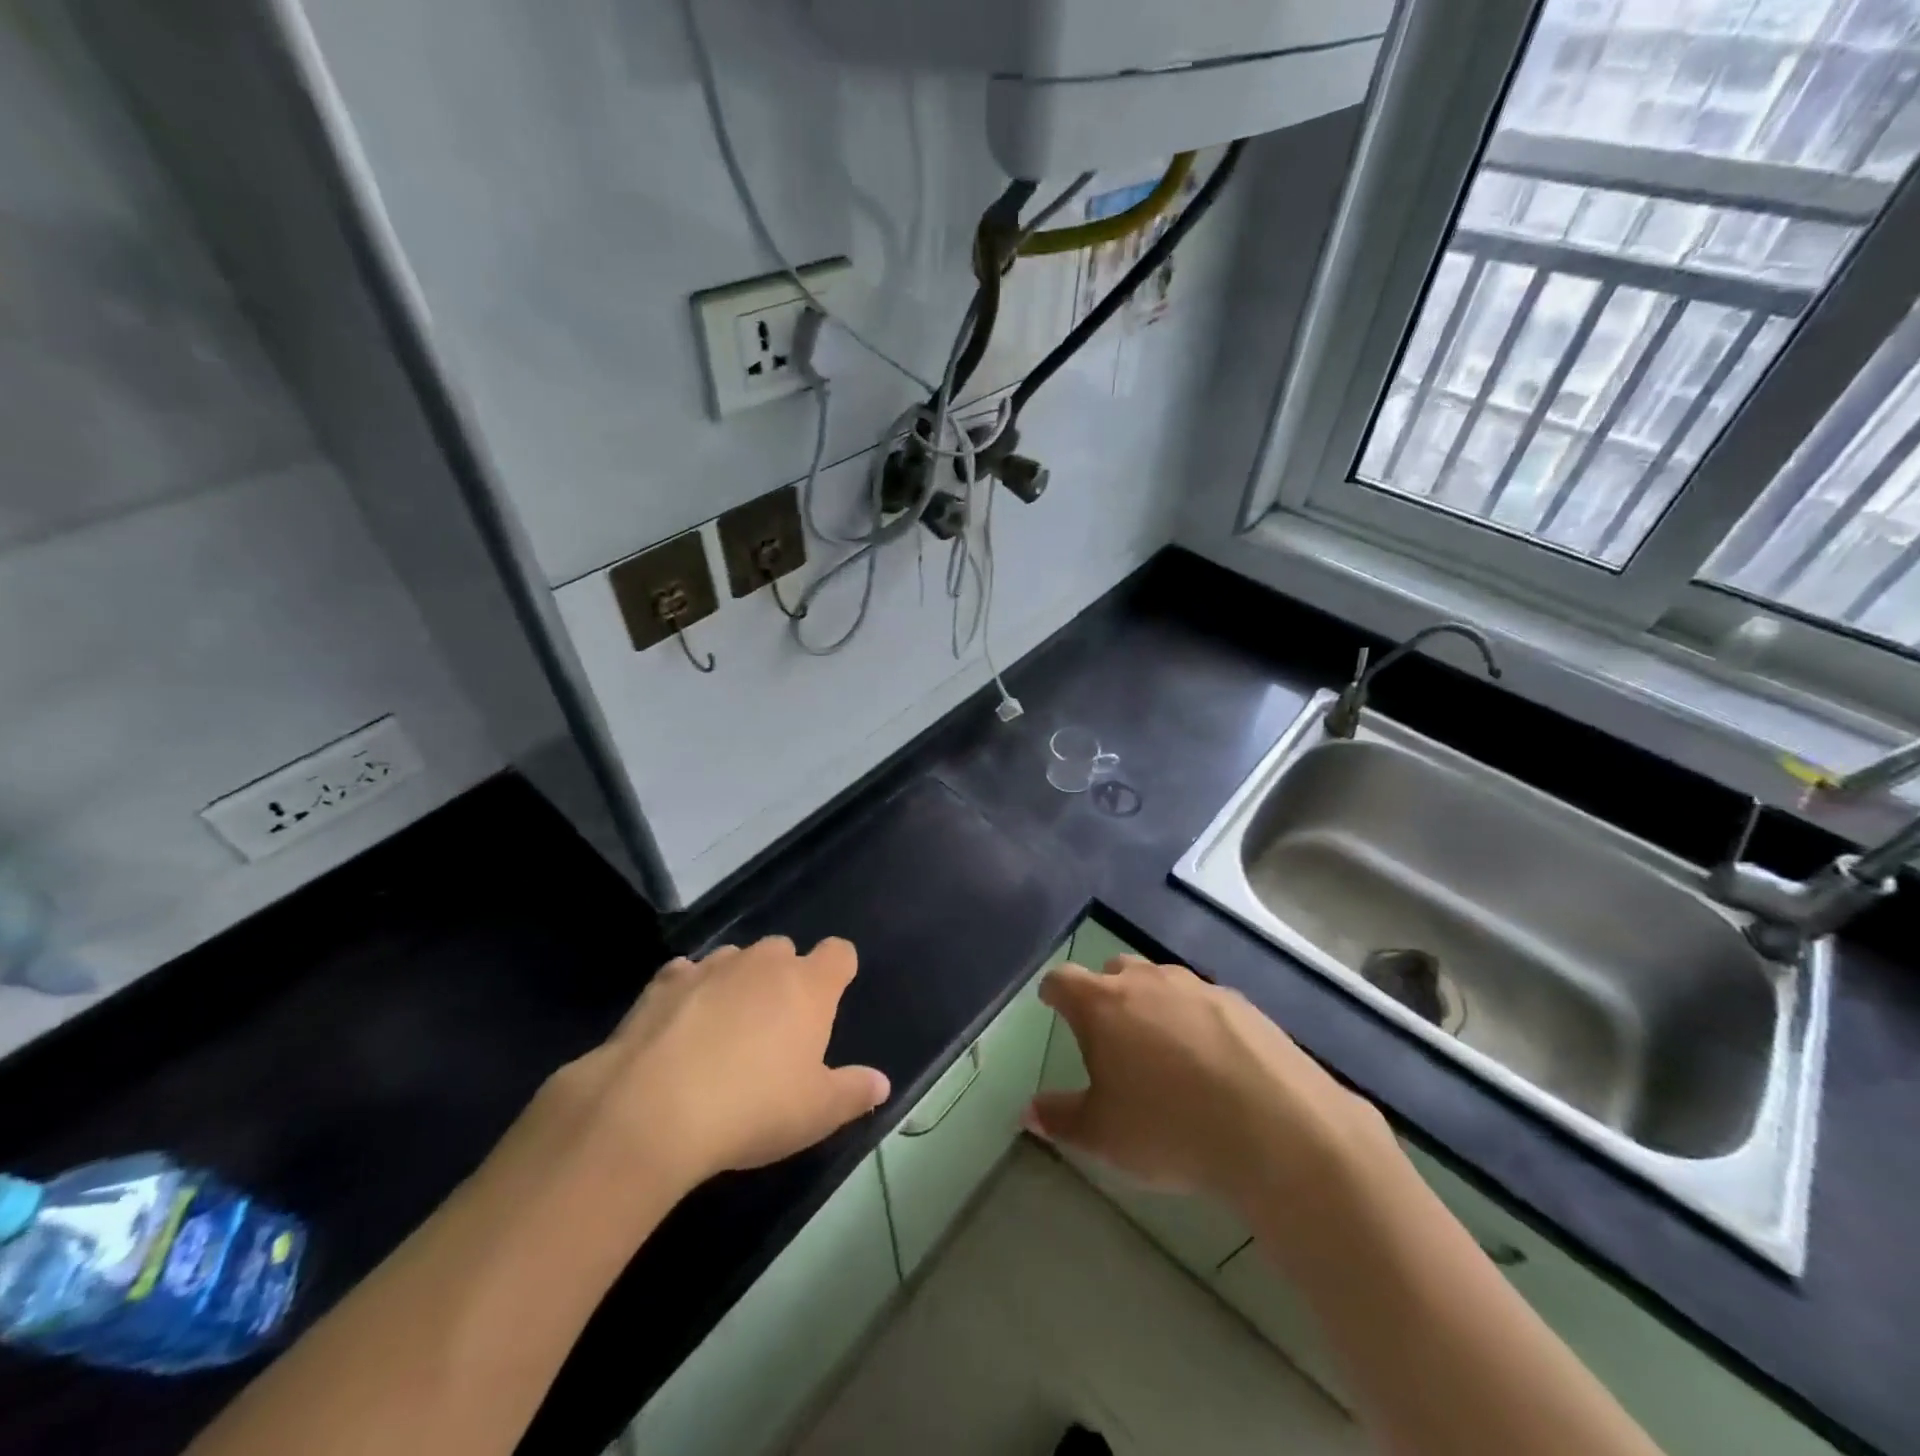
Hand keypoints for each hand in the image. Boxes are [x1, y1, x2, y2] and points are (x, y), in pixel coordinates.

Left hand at [542, 937, 889, 1196]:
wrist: (651, 1109)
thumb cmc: (752, 1108)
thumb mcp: (816, 1113)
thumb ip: (853, 1092)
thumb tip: (880, 1083)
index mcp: (809, 986)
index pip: (839, 953)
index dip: (838, 971)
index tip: (831, 999)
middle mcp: (764, 963)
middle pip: (784, 951)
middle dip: (784, 977)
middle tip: (775, 1027)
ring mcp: (712, 966)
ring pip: (736, 959)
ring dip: (737, 982)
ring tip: (725, 1029)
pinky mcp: (664, 981)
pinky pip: (687, 973)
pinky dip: (690, 991)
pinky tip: (680, 1027)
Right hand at [1026, 955, 1392, 1250]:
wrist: (1276, 1127)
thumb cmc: (1169, 1128)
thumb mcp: (1102, 1135)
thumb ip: (1060, 1118)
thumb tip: (1028, 1111)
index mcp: (1103, 1004)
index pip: (1063, 980)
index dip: (1053, 992)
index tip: (1051, 1004)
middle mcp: (1147, 981)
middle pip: (1114, 970)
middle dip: (1105, 992)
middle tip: (1108, 1033)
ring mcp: (1197, 987)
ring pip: (1161, 981)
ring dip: (1152, 1003)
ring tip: (1160, 1047)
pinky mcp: (1240, 1003)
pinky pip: (1202, 1002)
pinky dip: (1194, 1020)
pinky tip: (1210, 1060)